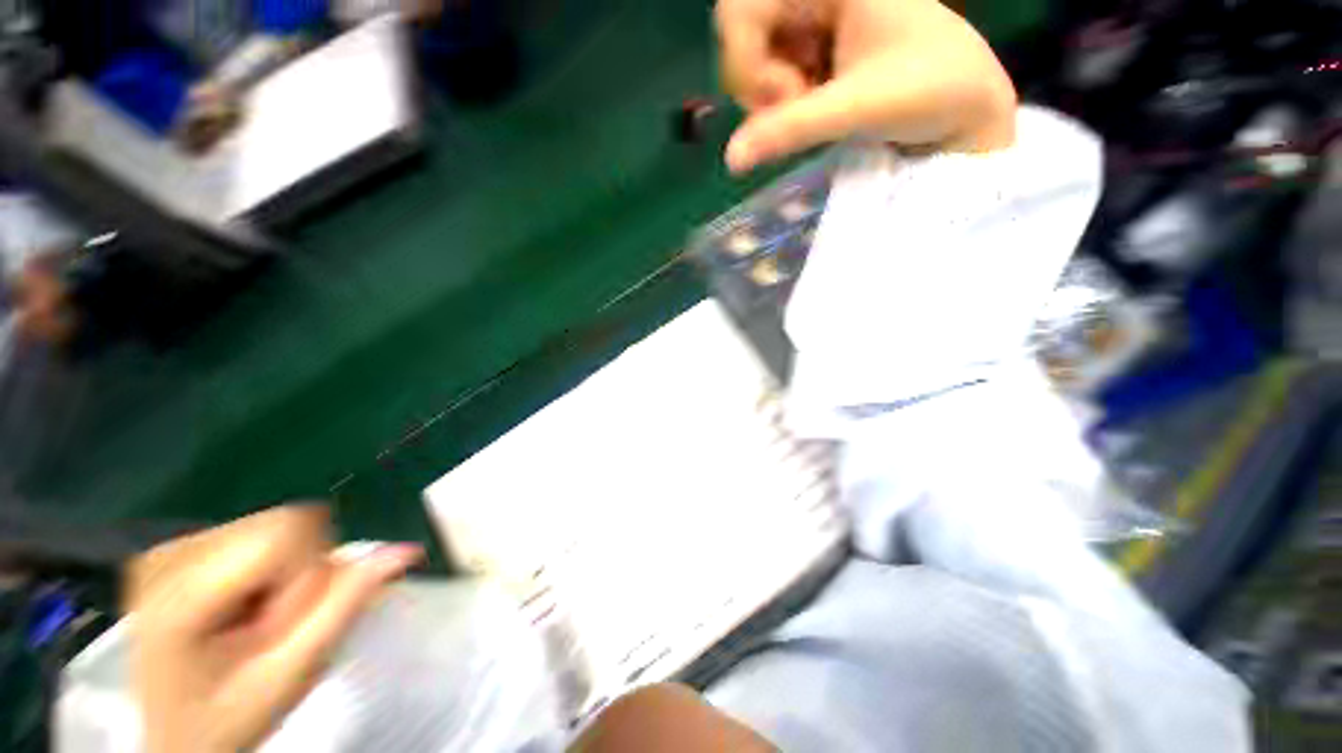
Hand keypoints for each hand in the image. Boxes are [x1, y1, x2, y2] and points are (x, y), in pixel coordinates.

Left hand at [126, 505, 421, 752]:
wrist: (177, 740)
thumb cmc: (229, 721)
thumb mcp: (292, 674)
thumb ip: (345, 606)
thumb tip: (404, 551)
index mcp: (184, 590)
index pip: (287, 532)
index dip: (310, 573)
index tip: (290, 623)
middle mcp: (171, 553)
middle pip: (283, 523)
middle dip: (301, 571)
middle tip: (277, 625)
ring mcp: (171, 548)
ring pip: (276, 524)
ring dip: (289, 569)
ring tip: (260, 619)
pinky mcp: (180, 550)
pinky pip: (257, 532)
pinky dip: (271, 567)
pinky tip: (246, 605)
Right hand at [715, 0, 1016, 171]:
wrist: (969, 108)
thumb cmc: (931, 89)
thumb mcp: (858, 105)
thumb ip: (791, 129)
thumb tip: (731, 159)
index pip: (742, 8)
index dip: (743, 60)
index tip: (779, 99)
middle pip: (746, 37)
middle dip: (761, 82)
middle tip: (796, 107)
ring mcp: (817, 21)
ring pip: (758, 60)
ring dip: (775, 98)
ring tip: (817, 110)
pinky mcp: (819, 50)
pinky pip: (777, 75)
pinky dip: (787, 103)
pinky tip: (817, 106)